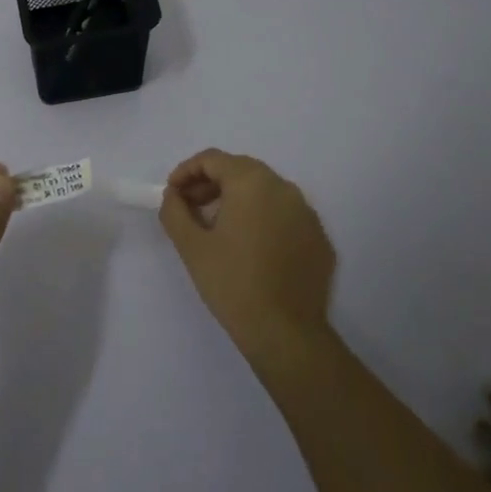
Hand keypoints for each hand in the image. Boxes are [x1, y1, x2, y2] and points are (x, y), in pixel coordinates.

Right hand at [160, 149, 336, 366]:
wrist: (285, 332)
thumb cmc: (232, 283)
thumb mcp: (191, 246)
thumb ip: (175, 211)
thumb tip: (174, 196)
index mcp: (252, 183)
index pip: (213, 159)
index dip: (186, 171)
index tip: (172, 193)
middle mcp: (284, 188)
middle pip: (241, 171)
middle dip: (211, 183)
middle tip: (190, 208)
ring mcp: (307, 213)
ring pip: (265, 192)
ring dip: (237, 200)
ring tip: (217, 228)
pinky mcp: (319, 238)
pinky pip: (284, 216)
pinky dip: (263, 220)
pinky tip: (250, 248)